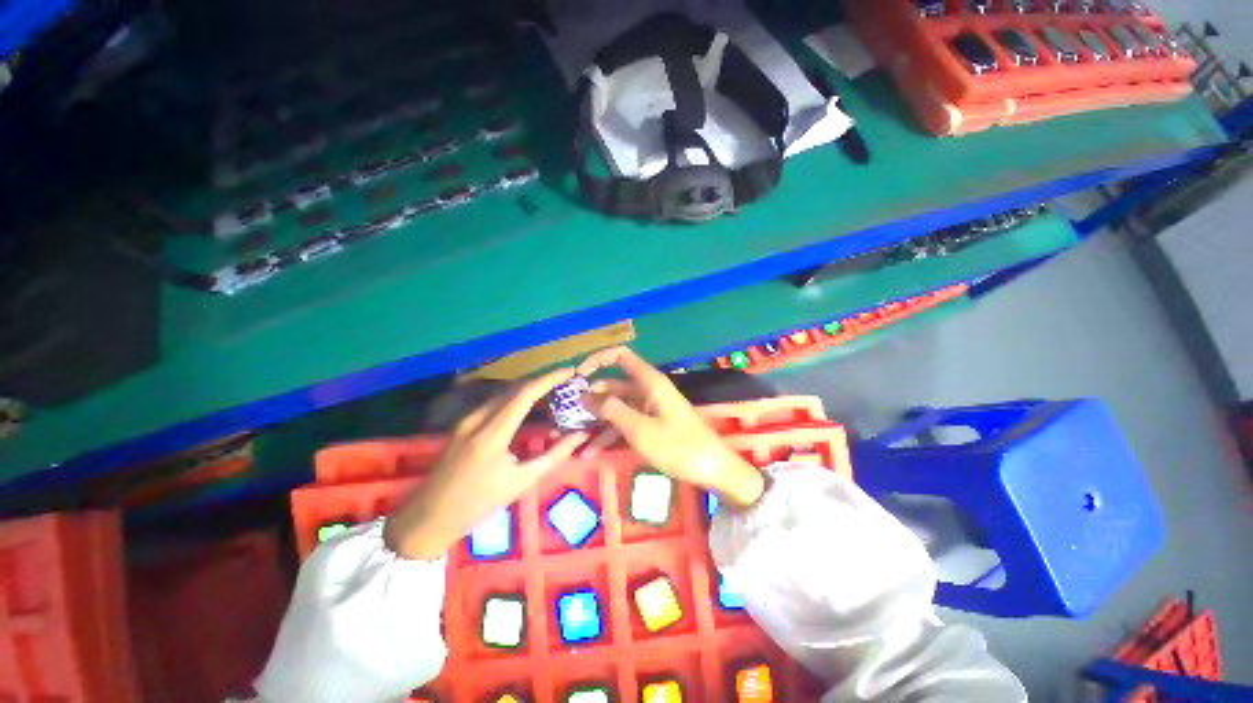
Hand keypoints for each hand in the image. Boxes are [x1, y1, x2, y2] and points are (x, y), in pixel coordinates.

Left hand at [383, 368, 588, 559]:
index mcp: (492, 433)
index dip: (549, 378)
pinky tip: (528, 405)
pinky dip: (515, 398)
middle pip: (515, 388)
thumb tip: (580, 435)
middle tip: (566, 382)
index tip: (570, 371)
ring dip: (529, 388)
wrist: (428, 517)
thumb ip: (554, 455)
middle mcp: (477, 418)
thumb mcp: (521, 482)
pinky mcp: (462, 423)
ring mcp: (466, 419)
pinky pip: (494, 401)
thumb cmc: (478, 504)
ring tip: (552, 391)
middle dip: (542, 380)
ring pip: (503, 392)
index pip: (525, 393)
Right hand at [577, 346, 765, 508]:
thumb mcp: (640, 429)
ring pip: (616, 407)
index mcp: (649, 382)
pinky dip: (610, 434)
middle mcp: (647, 390)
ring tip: (575, 442)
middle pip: (613, 385)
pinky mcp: (651, 424)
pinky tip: (592, 452)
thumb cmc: (678, 446)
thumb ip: (611, 410)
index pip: (619, 356)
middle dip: (590, 400)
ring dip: (597, 422)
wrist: (712, 469)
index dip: (596, 360)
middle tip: (567, 417)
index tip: (577, 377)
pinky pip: (626, 423)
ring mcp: (649, 408)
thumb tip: (585, 394)